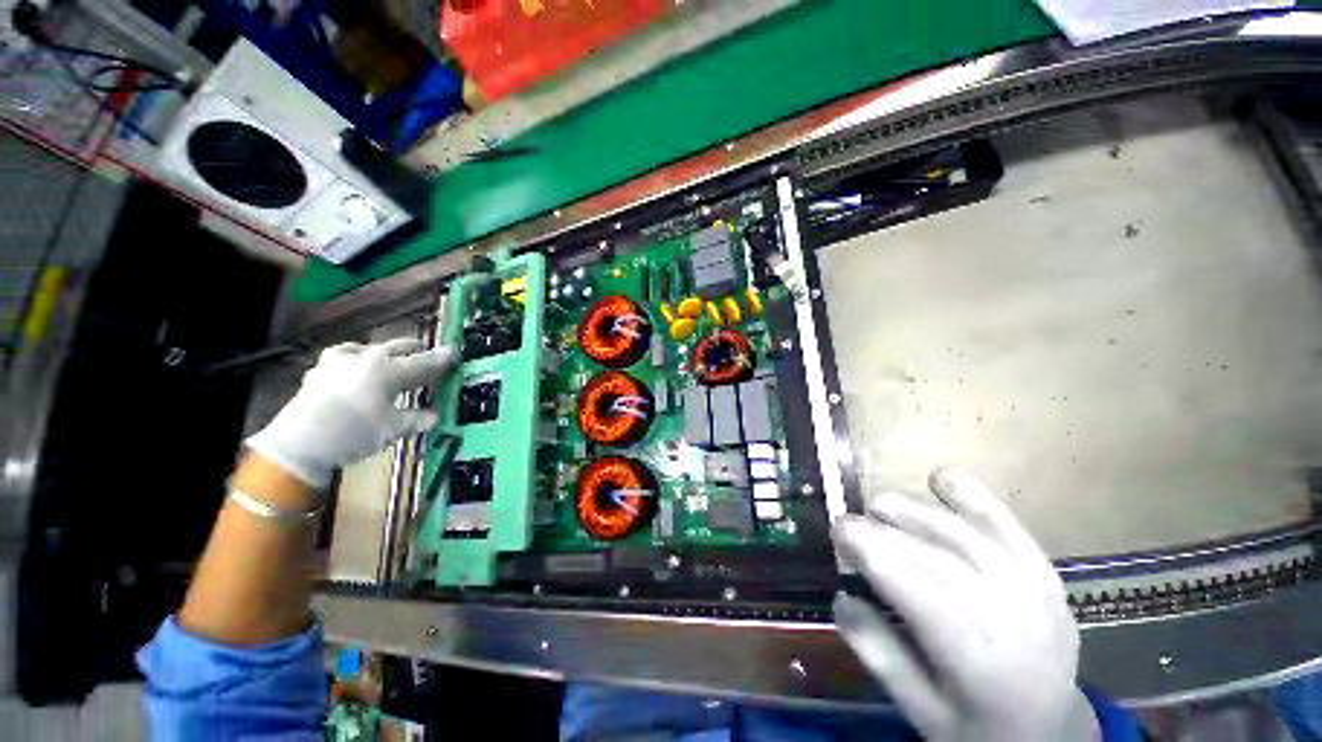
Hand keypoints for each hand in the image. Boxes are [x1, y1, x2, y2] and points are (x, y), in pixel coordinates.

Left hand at [246, 338, 456, 487]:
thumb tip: (433, 417)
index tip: (454, 352)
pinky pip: (345, 356)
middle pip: (397, 348)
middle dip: (415, 350)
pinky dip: (357, 359)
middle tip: (426, 353)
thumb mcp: (392, 429)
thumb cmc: (352, 433)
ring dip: (385, 353)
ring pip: (369, 348)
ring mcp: (338, 361)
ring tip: (391, 358)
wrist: (296, 444)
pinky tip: (354, 366)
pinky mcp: (319, 370)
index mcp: (387, 370)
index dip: (441, 359)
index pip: (423, 362)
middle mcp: (365, 358)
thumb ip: (416, 420)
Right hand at [832, 468, 1097, 741]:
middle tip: (847, 521)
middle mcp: (1012, 617)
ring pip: (965, 538)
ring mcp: (1034, 591)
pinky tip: (941, 477)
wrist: (1054, 733)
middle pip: (938, 559)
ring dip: (916, 513)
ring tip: (879, 504)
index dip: (874, 553)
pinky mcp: (1044, 574)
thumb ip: (880, 655)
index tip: (837, 530)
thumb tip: (842, 596)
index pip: (919, 592)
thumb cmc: (979, 728)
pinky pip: (1006, 528)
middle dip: (884, 533)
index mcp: (980, 661)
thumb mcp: (921, 712)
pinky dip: (974, 498)